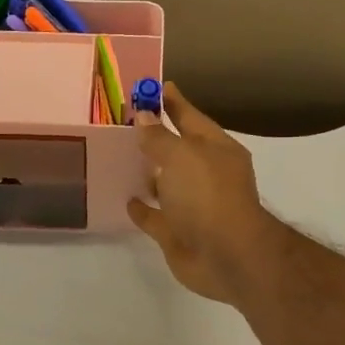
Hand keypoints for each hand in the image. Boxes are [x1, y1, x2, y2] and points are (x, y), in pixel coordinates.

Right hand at [128, 83, 280, 303]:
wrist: (226, 256)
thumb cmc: (208, 196)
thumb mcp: (182, 156)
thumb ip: (159, 137)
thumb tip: (144, 116)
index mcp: (216, 150)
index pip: (190, 117)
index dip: (172, 102)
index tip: (152, 88)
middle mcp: (206, 175)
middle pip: (176, 150)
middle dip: (155, 138)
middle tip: (123, 122)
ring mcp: (192, 206)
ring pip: (165, 184)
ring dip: (147, 173)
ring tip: (118, 158)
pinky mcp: (177, 234)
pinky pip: (155, 216)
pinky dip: (142, 208)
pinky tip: (126, 198)